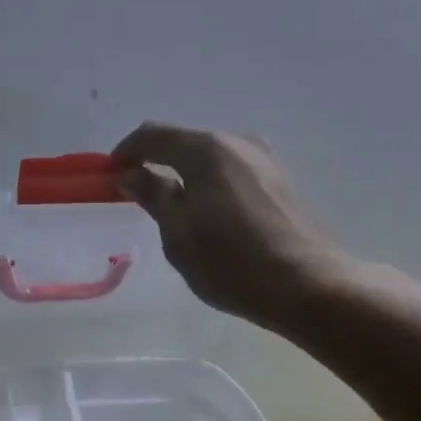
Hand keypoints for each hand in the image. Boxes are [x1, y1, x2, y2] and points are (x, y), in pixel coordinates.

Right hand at [112, 122, 348, 330]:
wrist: (309, 286)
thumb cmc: (232, 263)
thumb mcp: (179, 235)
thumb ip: (153, 196)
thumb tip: (131, 173)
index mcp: (207, 150)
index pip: (153, 135)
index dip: (126, 151)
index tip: (111, 175)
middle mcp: (239, 142)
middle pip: (186, 143)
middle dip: (159, 163)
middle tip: (142, 198)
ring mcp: (267, 160)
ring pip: (213, 159)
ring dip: (189, 176)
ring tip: (179, 212)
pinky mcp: (284, 181)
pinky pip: (236, 173)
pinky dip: (215, 185)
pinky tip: (215, 217)